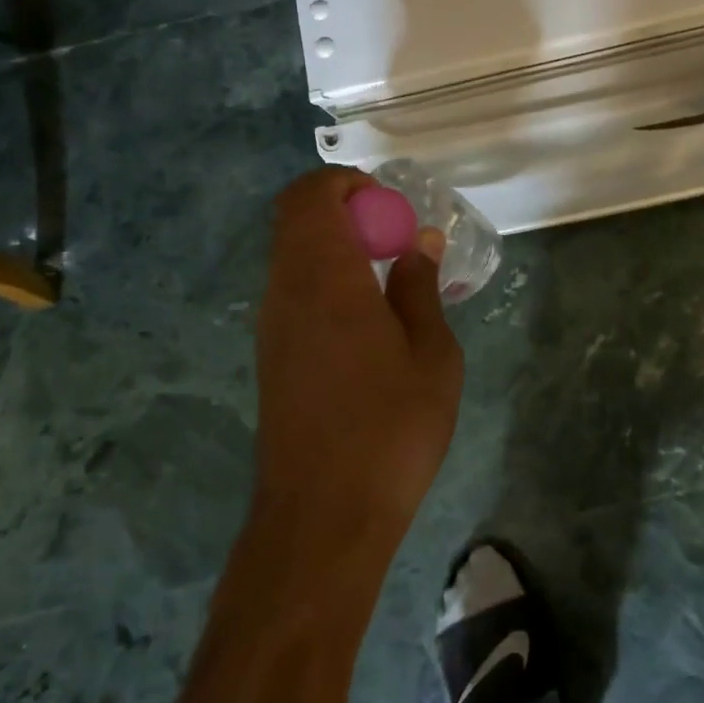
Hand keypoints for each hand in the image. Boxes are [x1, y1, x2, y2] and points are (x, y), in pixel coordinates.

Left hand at [253, 168, 463, 557]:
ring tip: (390, 284)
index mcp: (324, 277)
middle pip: (297, 220)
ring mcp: (272, 326)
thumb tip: (418, 242)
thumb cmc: (390, 428)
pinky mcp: (272, 357)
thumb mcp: (431, 354)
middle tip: (395, 243)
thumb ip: (420, 288)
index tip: (388, 208)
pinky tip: (369, 325)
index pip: (309, 195)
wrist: (323, 518)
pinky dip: (328, 283)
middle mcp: (286, 291)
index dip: (346, 184)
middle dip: (346, 213)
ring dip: (337, 250)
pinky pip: (295, 292)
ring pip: (294, 256)